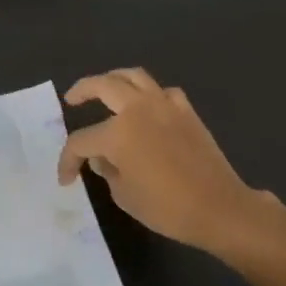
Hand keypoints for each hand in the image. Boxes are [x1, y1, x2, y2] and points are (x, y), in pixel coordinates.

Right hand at [58, 68, 285, 259]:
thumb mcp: (124, 195)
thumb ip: (107, 171)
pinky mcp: (186, 111)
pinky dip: (150, 94)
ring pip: (133, 76)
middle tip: (71, 99)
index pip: (81, 141)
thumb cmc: (167, 208)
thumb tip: (102, 158)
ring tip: (104, 88)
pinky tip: (147, 106)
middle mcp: (138, 109)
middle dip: (81, 90)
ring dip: (113, 79)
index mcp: (118, 133)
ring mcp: (165, 105)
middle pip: (102, 86)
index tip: (66, 178)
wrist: (219, 208)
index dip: (68, 159)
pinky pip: (163, 92)